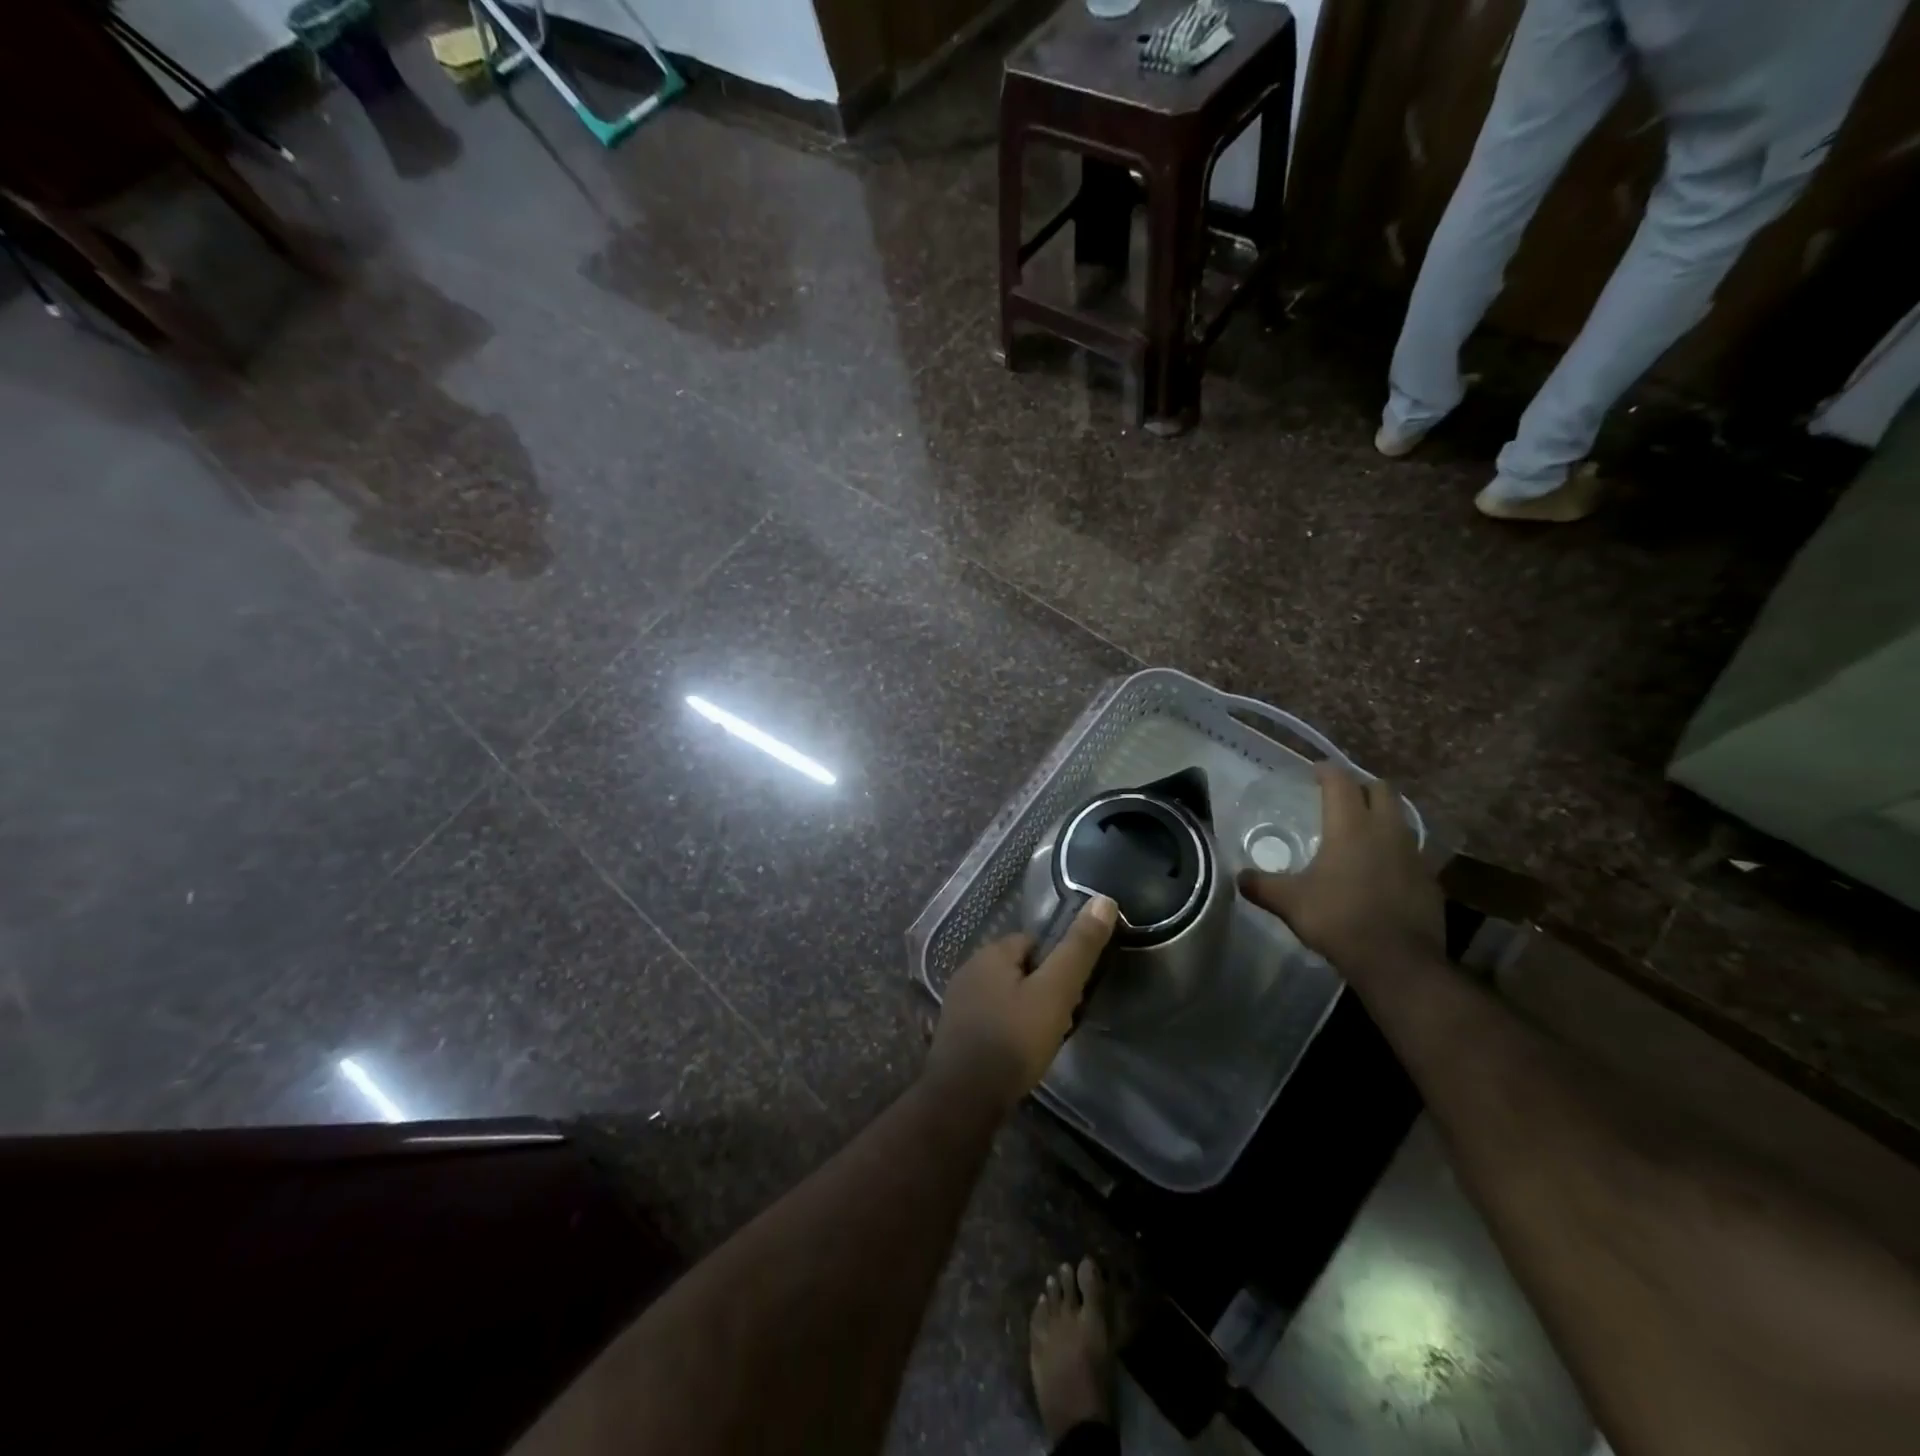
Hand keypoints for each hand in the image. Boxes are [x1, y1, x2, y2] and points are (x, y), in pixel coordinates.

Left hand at [928, 896, 1117, 1110]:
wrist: (964, 1098)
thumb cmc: (1013, 1039)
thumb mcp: (1055, 991)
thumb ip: (1078, 948)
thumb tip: (1104, 900)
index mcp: (991, 953)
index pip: (1033, 942)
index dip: (1057, 963)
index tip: (1072, 991)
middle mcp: (969, 969)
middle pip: (1019, 968)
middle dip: (1041, 988)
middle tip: (1061, 1018)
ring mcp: (958, 1002)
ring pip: (1004, 995)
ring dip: (1024, 1011)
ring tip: (1043, 1039)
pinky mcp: (954, 1033)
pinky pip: (990, 1019)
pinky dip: (1007, 1030)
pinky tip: (1019, 1054)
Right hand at [1238, 763, 1441, 966]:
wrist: (1398, 961)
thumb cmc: (1338, 919)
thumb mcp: (1289, 902)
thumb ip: (1262, 885)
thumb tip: (1238, 877)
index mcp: (1350, 827)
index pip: (1341, 782)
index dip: (1327, 771)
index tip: (1315, 770)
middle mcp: (1386, 831)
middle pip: (1382, 790)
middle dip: (1361, 787)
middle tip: (1341, 797)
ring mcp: (1414, 855)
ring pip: (1401, 819)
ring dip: (1382, 817)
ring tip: (1361, 831)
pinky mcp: (1429, 880)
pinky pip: (1412, 852)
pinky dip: (1395, 850)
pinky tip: (1380, 870)